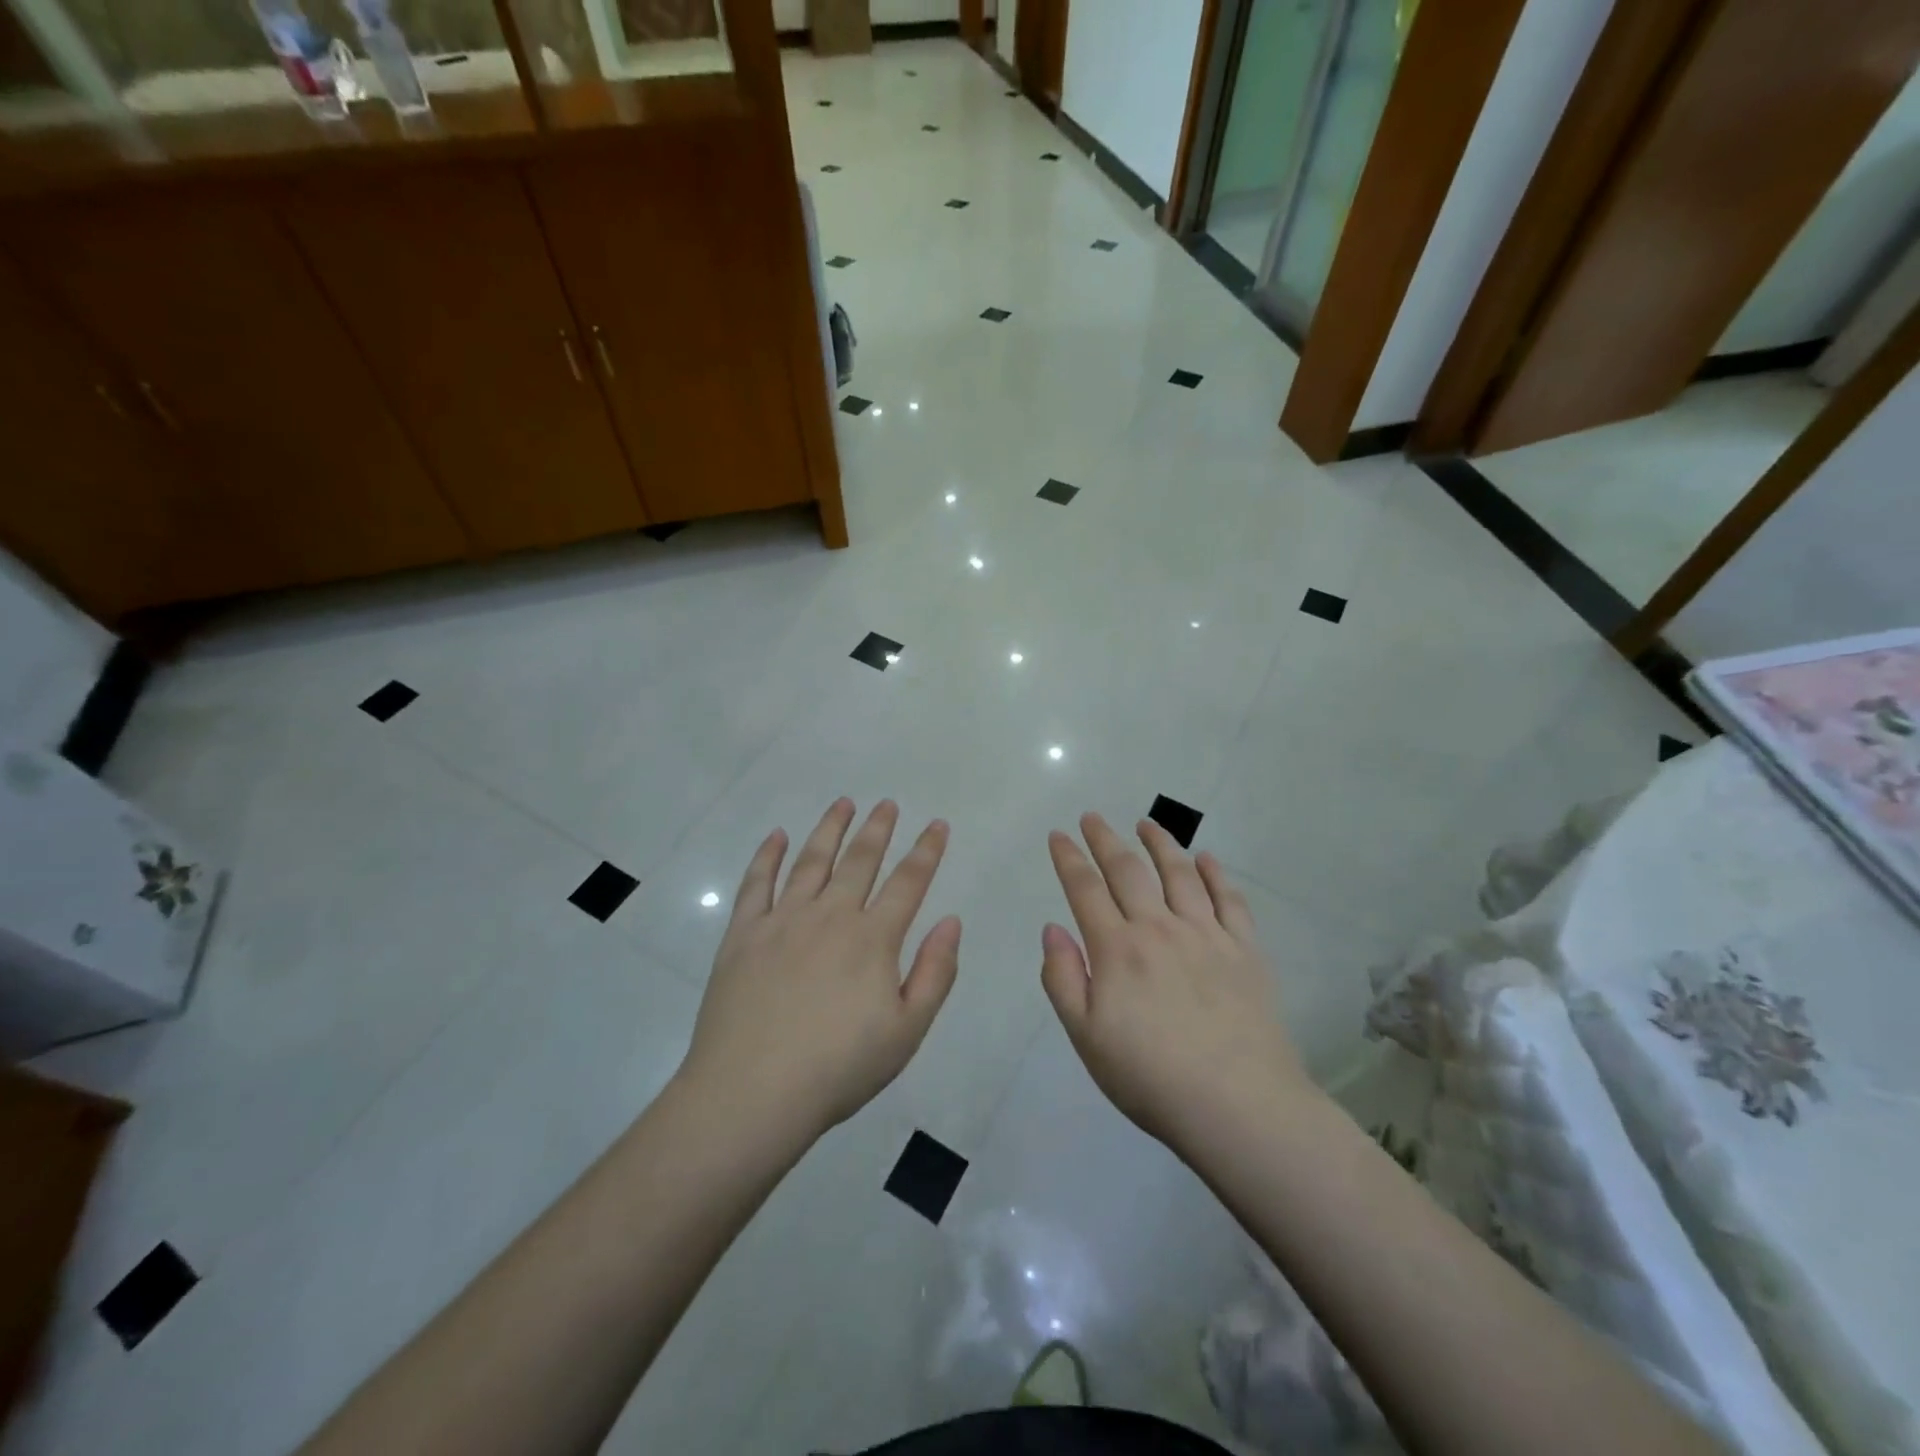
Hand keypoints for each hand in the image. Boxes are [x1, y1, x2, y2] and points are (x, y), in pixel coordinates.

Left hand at [680, 799, 961, 1138]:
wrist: (752, 1094)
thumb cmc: (839, 1068)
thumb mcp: (907, 1031)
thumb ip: (935, 972)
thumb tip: (951, 920)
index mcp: (872, 939)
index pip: (908, 882)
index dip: (926, 850)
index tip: (937, 824)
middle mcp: (830, 916)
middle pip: (859, 860)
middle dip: (877, 828)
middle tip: (886, 804)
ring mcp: (782, 921)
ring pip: (811, 861)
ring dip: (830, 829)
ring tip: (843, 803)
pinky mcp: (743, 934)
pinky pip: (757, 883)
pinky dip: (768, 855)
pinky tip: (777, 836)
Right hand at [1041, 813, 1311, 1149]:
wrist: (1238, 1105)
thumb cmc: (1151, 1077)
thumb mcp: (1086, 1037)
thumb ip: (1062, 978)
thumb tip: (1053, 928)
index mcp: (1117, 949)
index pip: (1085, 889)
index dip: (1068, 859)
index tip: (1058, 835)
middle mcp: (1159, 928)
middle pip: (1128, 871)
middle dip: (1106, 839)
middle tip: (1092, 816)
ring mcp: (1206, 935)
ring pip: (1179, 874)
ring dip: (1160, 843)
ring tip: (1147, 823)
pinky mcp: (1245, 950)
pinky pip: (1229, 899)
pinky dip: (1216, 874)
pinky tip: (1207, 858)